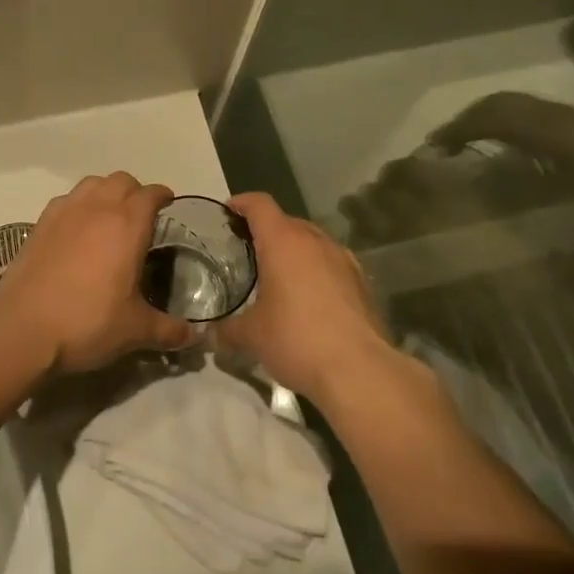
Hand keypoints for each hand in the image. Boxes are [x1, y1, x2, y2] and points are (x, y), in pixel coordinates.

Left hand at [0, 173, 193, 373]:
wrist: (23, 328)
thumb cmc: (87, 323)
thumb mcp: (135, 331)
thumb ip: (169, 330)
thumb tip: (195, 336)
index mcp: (128, 224)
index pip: (151, 194)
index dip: (162, 196)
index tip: (168, 204)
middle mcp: (98, 208)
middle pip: (122, 180)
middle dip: (135, 192)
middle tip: (140, 216)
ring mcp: (66, 211)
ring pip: (92, 183)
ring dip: (106, 192)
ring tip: (109, 216)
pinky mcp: (41, 222)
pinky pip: (67, 199)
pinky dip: (79, 204)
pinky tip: (77, 229)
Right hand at [215, 193, 395, 406]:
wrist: (360, 370)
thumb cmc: (296, 339)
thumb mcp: (252, 336)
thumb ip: (227, 330)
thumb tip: (210, 334)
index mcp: (283, 241)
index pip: (259, 204)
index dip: (242, 203)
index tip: (229, 212)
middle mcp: (315, 240)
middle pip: (287, 221)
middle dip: (267, 231)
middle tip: (249, 252)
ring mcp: (343, 259)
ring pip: (313, 241)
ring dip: (295, 251)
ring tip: (281, 276)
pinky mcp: (362, 281)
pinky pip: (332, 264)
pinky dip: (317, 271)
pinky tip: (311, 299)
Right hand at [429, 92, 573, 195]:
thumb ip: (526, 189)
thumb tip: (480, 185)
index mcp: (543, 127)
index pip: (489, 117)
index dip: (457, 130)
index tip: (433, 149)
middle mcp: (548, 114)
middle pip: (496, 105)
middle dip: (464, 121)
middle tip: (442, 146)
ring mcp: (562, 115)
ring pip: (510, 106)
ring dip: (482, 119)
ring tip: (464, 142)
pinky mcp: (573, 122)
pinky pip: (524, 113)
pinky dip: (501, 122)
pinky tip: (501, 146)